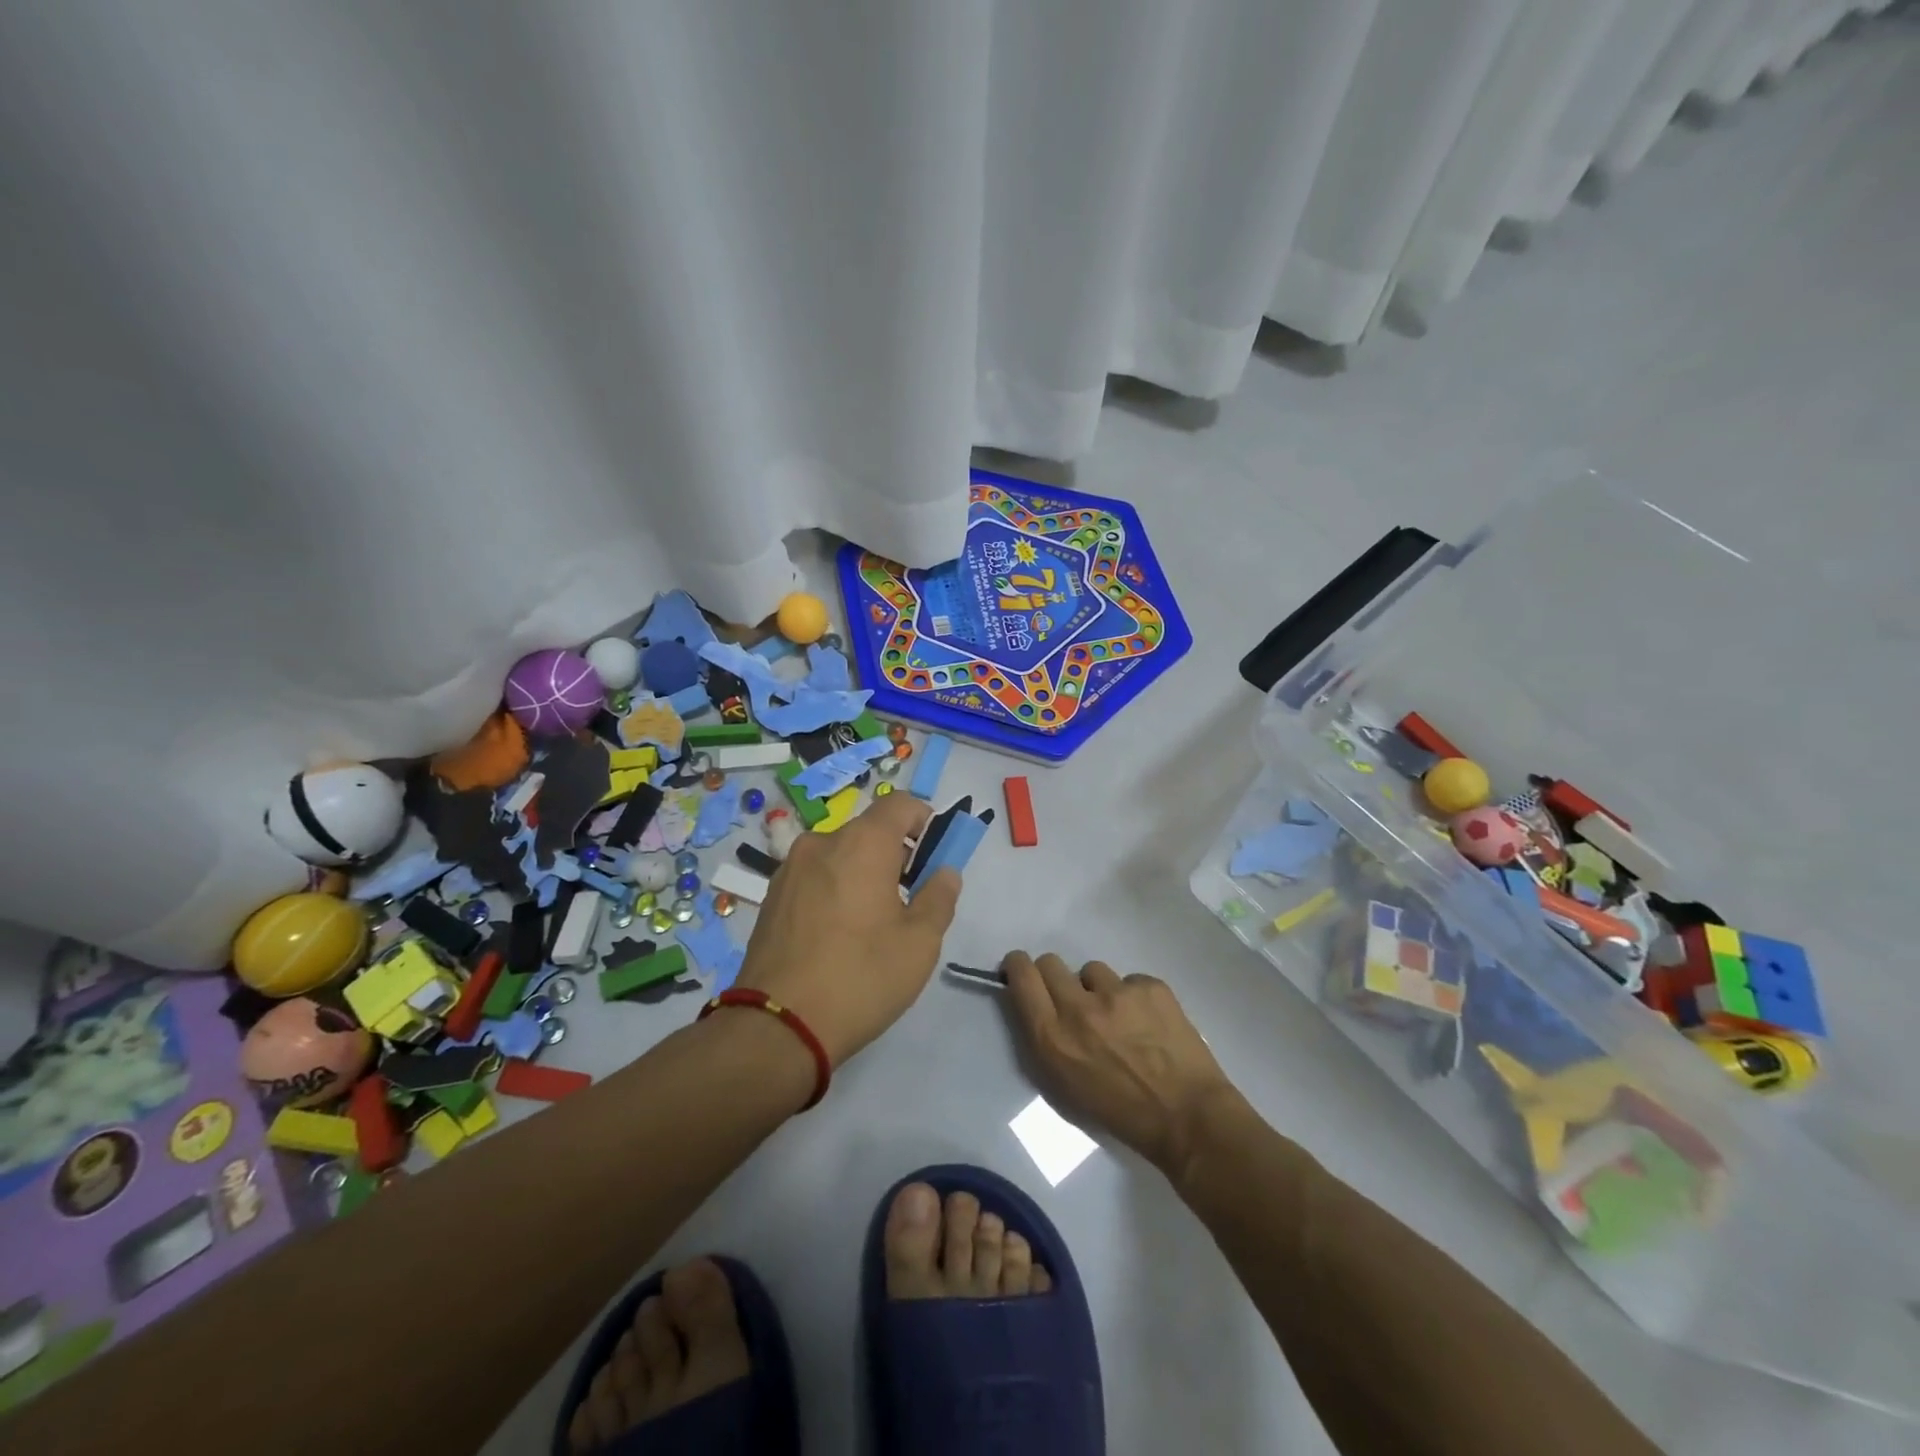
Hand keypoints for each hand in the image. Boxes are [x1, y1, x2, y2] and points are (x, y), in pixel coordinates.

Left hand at [734, 792, 960, 1065]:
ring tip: (869, 924)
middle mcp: (821, 843)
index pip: (900, 803)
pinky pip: (815, 877)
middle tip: (908, 900)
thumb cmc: (861, 977)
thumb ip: (939, 897)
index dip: (924, 821)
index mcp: (861, 843)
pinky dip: (834, 889)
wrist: (777, 1027)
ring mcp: (790, 869)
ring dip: (862, 873)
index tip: (933, 857)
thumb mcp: (920, 943)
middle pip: (868, 831)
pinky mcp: (771, 897)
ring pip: (839, 855)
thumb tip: (944, 872)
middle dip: (894, 855)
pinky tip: (837, 935)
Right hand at [1004, 952, 1238, 1175]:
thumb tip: (1038, 1004)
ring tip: (1120, 1018)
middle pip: (1050, 962)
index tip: (1021, 971)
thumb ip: (1046, 1037)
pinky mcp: (1150, 986)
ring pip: (1092, 970)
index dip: (1017, 967)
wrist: (1187, 1117)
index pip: (1022, 975)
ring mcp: (1117, 992)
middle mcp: (1079, 1007)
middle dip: (1055, 977)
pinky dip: (1134, 997)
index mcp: (1053, 1037)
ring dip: (1098, 989)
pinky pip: (1129, 980)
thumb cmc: (1120, 1112)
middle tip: (1073, 999)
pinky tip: (1149, 1023)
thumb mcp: (1064, 1083)